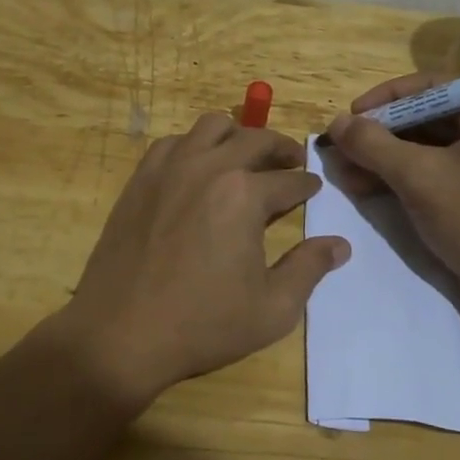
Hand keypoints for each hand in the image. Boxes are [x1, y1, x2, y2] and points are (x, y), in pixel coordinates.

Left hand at [58, 113, 351, 399]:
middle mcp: (209, 167)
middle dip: (281, 148)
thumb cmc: (202, 324)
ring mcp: (170, 168)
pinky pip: (173, 142)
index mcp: (244, 195)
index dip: (307, 184)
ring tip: (246, 156)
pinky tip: (198, 167)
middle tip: (292, 160)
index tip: (314, 188)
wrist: (120, 333)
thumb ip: (309, 269)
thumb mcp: (272, 309)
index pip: (289, 179)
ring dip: (237, 135)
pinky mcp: (141, 179)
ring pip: (211, 126)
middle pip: (255, 139)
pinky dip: (194, 145)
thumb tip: (339, 245)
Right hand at [325, 73, 459, 309]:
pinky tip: (361, 185)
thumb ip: (374, 145)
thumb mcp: (418, 177)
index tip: (352, 113)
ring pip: (424, 146)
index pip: (434, 87)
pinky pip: (432, 169)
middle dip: (379, 135)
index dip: (387, 98)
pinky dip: (398, 176)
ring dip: (382, 158)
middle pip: (426, 117)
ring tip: (342, 170)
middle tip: (341, 145)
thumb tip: (336, 122)